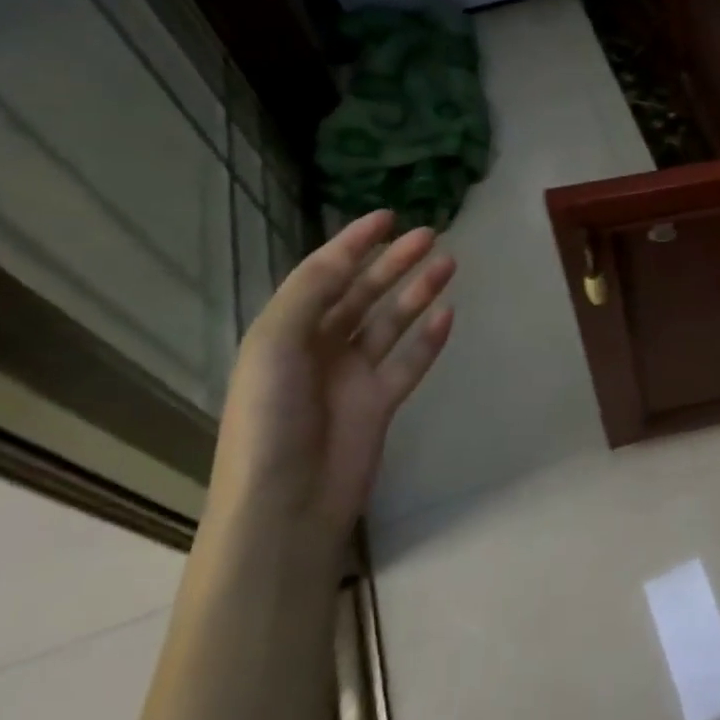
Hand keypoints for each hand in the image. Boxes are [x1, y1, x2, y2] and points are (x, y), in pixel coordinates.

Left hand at [207, 212, 455, 554]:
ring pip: (391, 322)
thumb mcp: (275, 344)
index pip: (324, 274)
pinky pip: (409, 362)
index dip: (353, 243)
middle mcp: (320, 347)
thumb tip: (348, 255)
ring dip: (417, 292)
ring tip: (449, 264)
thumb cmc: (270, 418)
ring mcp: (352, 377)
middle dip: (394, 262)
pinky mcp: (381, 404)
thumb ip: (311, 293)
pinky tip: (448, 315)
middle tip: (430, 235)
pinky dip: (429, 339)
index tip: (388, 215)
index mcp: (287, 331)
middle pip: (363, 293)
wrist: (284, 505)